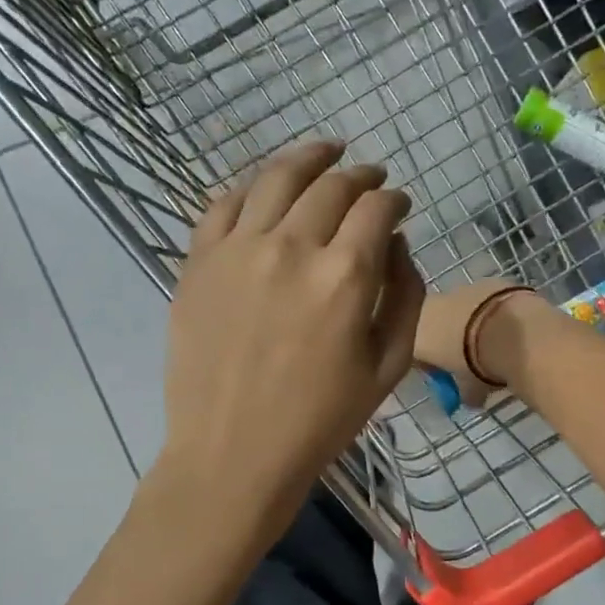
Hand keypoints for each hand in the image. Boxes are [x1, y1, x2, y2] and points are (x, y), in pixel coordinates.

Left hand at [159, 142, 423, 529]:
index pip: (376, 208)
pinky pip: (223, 204)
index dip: (394, 198)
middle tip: (371, 176)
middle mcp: (291, 247)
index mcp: (344, 276)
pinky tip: (265, 187)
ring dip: (308, 157)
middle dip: (360, 175)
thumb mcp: (389, 367)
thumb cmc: (321, 420)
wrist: (234, 453)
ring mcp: (237, 249)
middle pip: (331, 185)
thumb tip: (397, 243)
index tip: (400, 204)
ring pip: (276, 177)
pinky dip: (251, 187)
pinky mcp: (198, 262)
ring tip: (325, 151)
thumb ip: (405, 295)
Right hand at [414, 279, 541, 408]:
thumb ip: (464, 393)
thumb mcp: (469, 388)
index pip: (414, 352)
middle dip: (449, 341)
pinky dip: (491, 311)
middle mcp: (429, 307)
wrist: (509, 330)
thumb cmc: (476, 363)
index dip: (431, 366)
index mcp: (414, 335)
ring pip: (459, 310)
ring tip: (494, 342)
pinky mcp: (486, 281)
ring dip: (470, 323)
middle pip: (434, 326)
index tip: (447, 377)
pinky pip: (483, 300)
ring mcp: (458, 289)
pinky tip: (509, 327)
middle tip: (471, 360)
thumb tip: (471, 400)